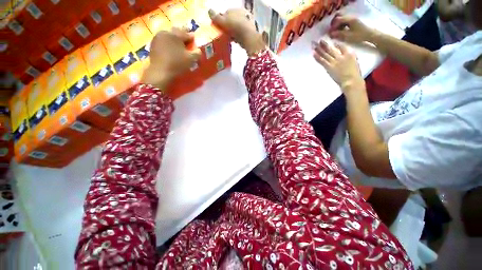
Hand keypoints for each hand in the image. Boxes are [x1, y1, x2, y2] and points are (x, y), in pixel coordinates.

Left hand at [141, 28, 200, 89]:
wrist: (160, 72)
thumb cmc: (177, 64)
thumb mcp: (191, 59)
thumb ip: (197, 53)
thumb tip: (199, 50)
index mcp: (175, 34)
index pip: (187, 34)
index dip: (192, 38)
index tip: (195, 42)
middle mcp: (165, 32)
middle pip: (176, 33)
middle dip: (182, 38)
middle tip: (187, 44)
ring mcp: (157, 38)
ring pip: (169, 36)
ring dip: (175, 41)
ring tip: (179, 48)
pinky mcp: (153, 45)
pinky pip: (163, 42)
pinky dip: (168, 45)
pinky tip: (171, 52)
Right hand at [209, 8, 264, 54]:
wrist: (248, 37)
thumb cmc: (234, 27)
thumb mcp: (223, 21)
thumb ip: (216, 17)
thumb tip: (209, 11)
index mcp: (235, 9)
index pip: (226, 13)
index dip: (222, 21)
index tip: (219, 28)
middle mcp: (242, 13)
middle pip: (232, 20)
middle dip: (228, 27)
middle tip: (224, 35)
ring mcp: (247, 22)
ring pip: (237, 27)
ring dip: (233, 32)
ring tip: (229, 39)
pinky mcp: (250, 31)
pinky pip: (241, 33)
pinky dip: (238, 36)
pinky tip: (235, 41)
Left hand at [313, 40, 363, 91]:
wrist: (351, 80)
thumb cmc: (354, 73)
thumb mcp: (355, 61)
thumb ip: (349, 56)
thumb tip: (343, 53)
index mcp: (349, 53)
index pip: (341, 46)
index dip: (335, 44)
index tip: (331, 41)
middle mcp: (341, 55)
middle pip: (331, 49)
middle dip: (324, 44)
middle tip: (319, 40)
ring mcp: (334, 61)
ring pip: (325, 54)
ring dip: (319, 49)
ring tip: (313, 45)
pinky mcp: (329, 67)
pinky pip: (322, 61)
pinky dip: (317, 57)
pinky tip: (313, 53)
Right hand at [329, 14, 377, 43]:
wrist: (370, 34)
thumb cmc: (360, 35)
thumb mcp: (349, 36)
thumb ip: (339, 34)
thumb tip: (330, 34)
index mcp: (350, 19)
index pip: (338, 19)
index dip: (333, 26)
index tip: (330, 32)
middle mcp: (351, 17)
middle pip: (339, 16)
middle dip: (334, 23)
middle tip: (332, 30)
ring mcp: (352, 18)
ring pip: (341, 18)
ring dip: (337, 23)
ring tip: (336, 31)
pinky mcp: (353, 20)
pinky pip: (344, 20)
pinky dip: (341, 24)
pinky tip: (341, 30)